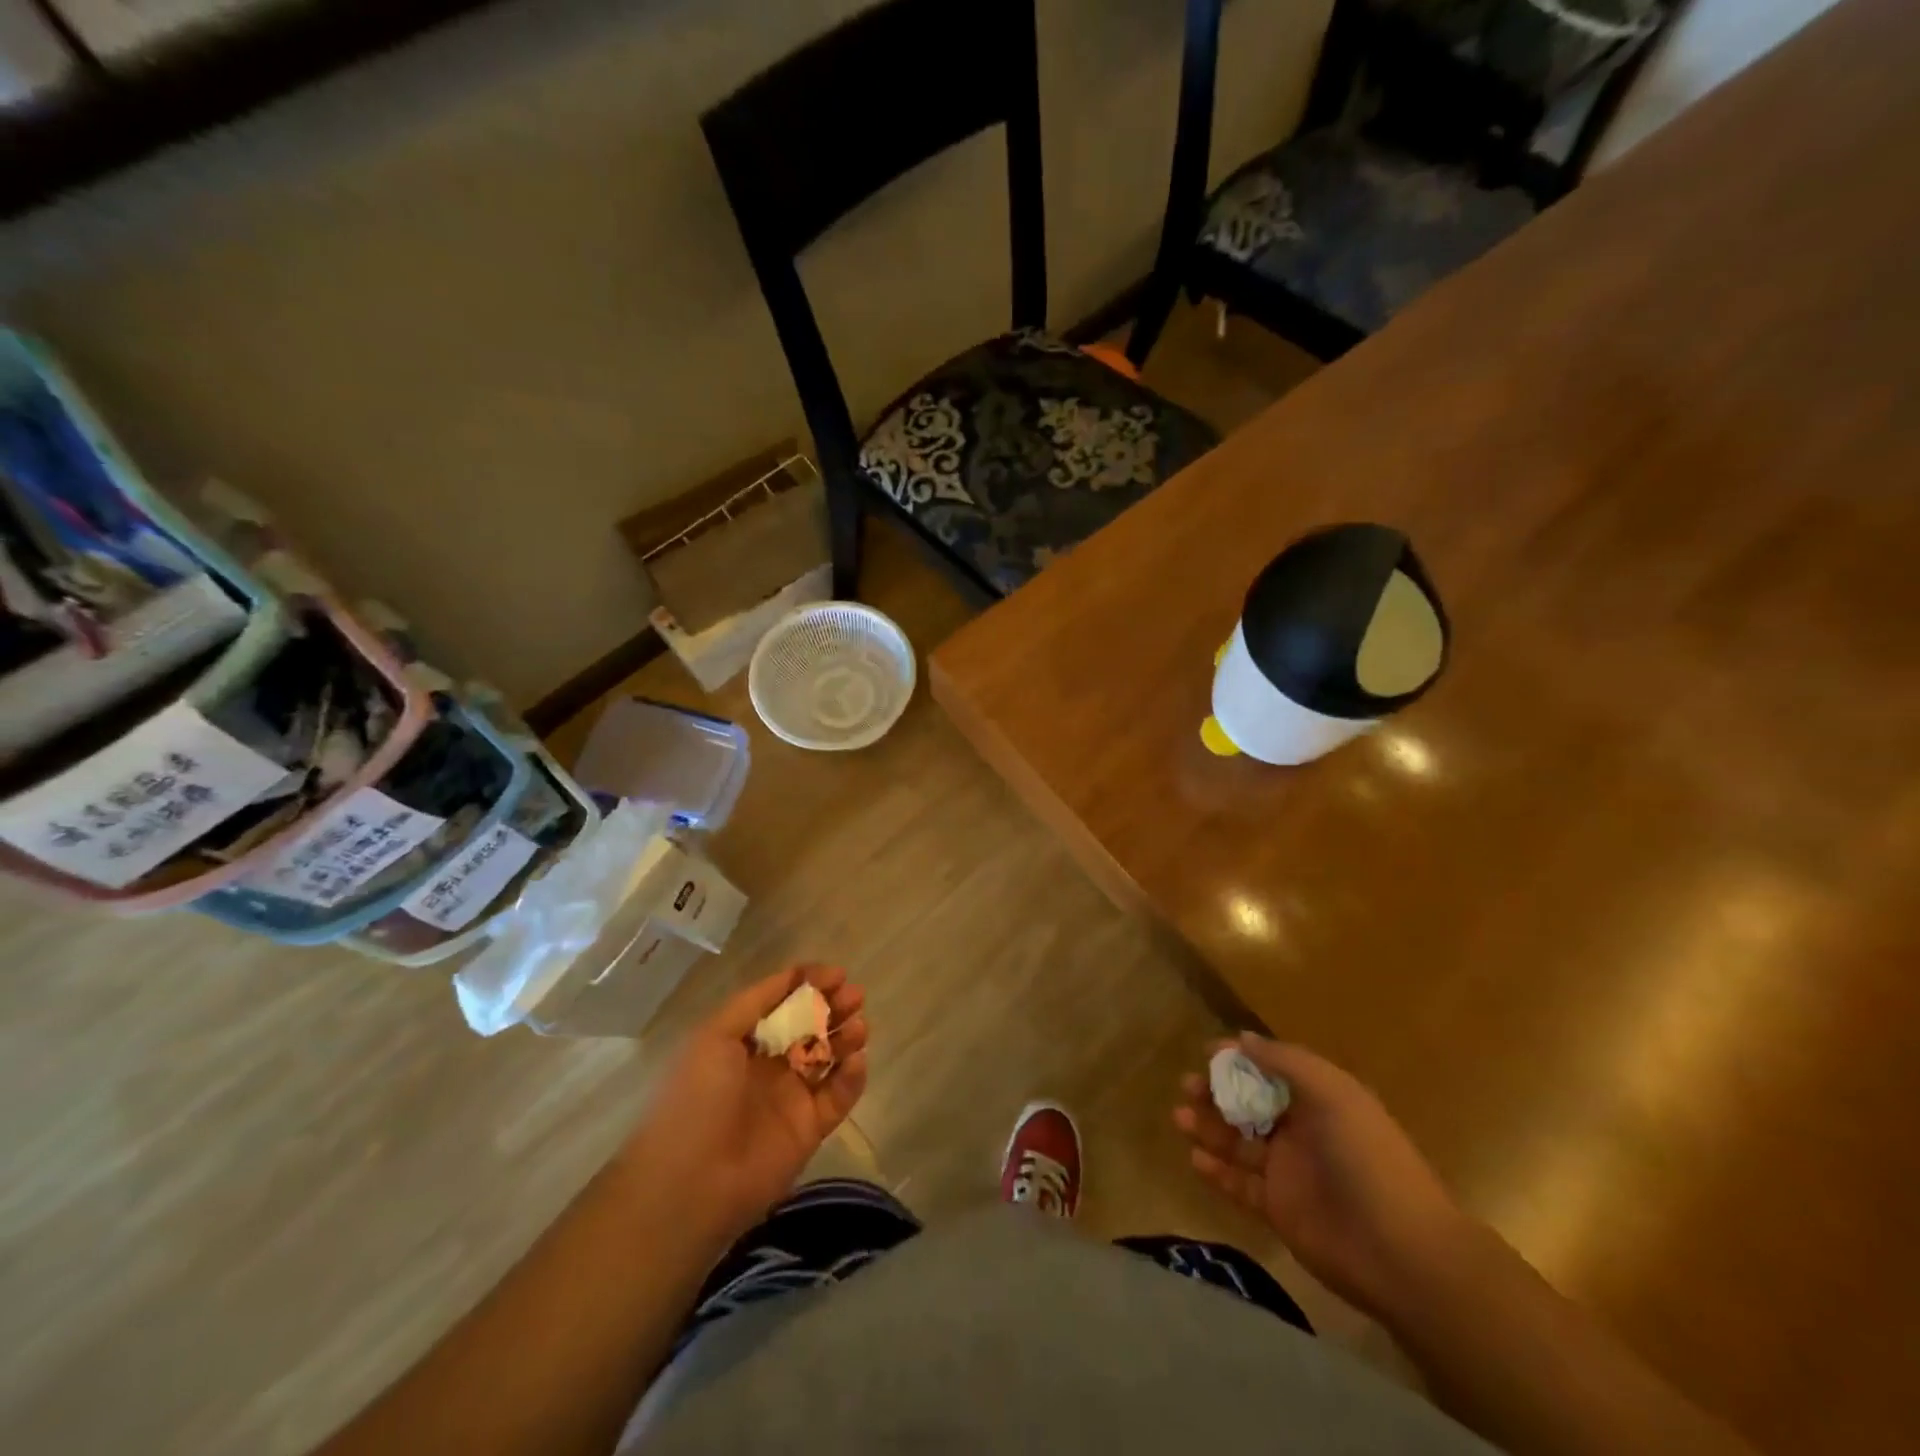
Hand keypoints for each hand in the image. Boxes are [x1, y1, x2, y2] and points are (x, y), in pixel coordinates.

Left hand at [622, 964, 868, 1245]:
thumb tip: (796, 973)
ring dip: (845, 1037)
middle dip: (833, 1007)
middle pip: (810, 1027)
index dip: (808, 985)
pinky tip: (856, 1060)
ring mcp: (790, 1097)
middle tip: (855, 995)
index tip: (836, 974)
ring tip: (859, 1026)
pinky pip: (838, 1096)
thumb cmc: (696, 1099)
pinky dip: (852, 1077)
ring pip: (828, 1058)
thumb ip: (756, 1001)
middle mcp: (768, 1065)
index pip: (782, 1003)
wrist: (690, 1184)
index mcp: (741, 1041)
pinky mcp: (810, 1129)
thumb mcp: (715, 1035)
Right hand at [1175, 1036, 1472, 1318]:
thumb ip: (1285, 1062)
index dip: (1239, 1060)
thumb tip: (1242, 1038)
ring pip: (1239, 1142)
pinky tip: (1194, 1157)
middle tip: (1186, 1087)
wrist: (1402, 1253)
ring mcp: (1290, 1172)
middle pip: (1250, 1104)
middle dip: (1217, 1093)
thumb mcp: (1332, 1093)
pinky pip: (1240, 1185)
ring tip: (1178, 1117)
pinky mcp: (1279, 1210)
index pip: (1272, 1071)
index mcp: (1320, 1100)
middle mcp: (1303, 1131)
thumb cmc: (1367, 1159)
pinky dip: (1216, 1171)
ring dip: (1209, 1127)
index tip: (1205, 1052)